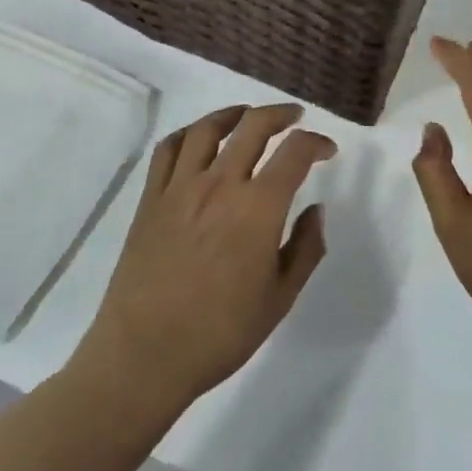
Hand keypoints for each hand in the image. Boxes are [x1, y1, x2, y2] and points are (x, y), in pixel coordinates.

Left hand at [87, 104, 334, 408]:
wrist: (144, 356)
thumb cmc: (220, 333)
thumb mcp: (280, 298)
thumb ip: (306, 248)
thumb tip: (316, 210)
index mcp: (259, 208)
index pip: (295, 152)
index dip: (317, 143)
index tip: (327, 151)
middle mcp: (221, 185)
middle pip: (254, 126)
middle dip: (281, 114)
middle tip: (294, 117)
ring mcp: (180, 188)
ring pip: (208, 129)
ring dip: (234, 114)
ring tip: (247, 116)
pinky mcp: (150, 199)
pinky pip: (169, 149)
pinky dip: (189, 133)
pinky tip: (199, 139)